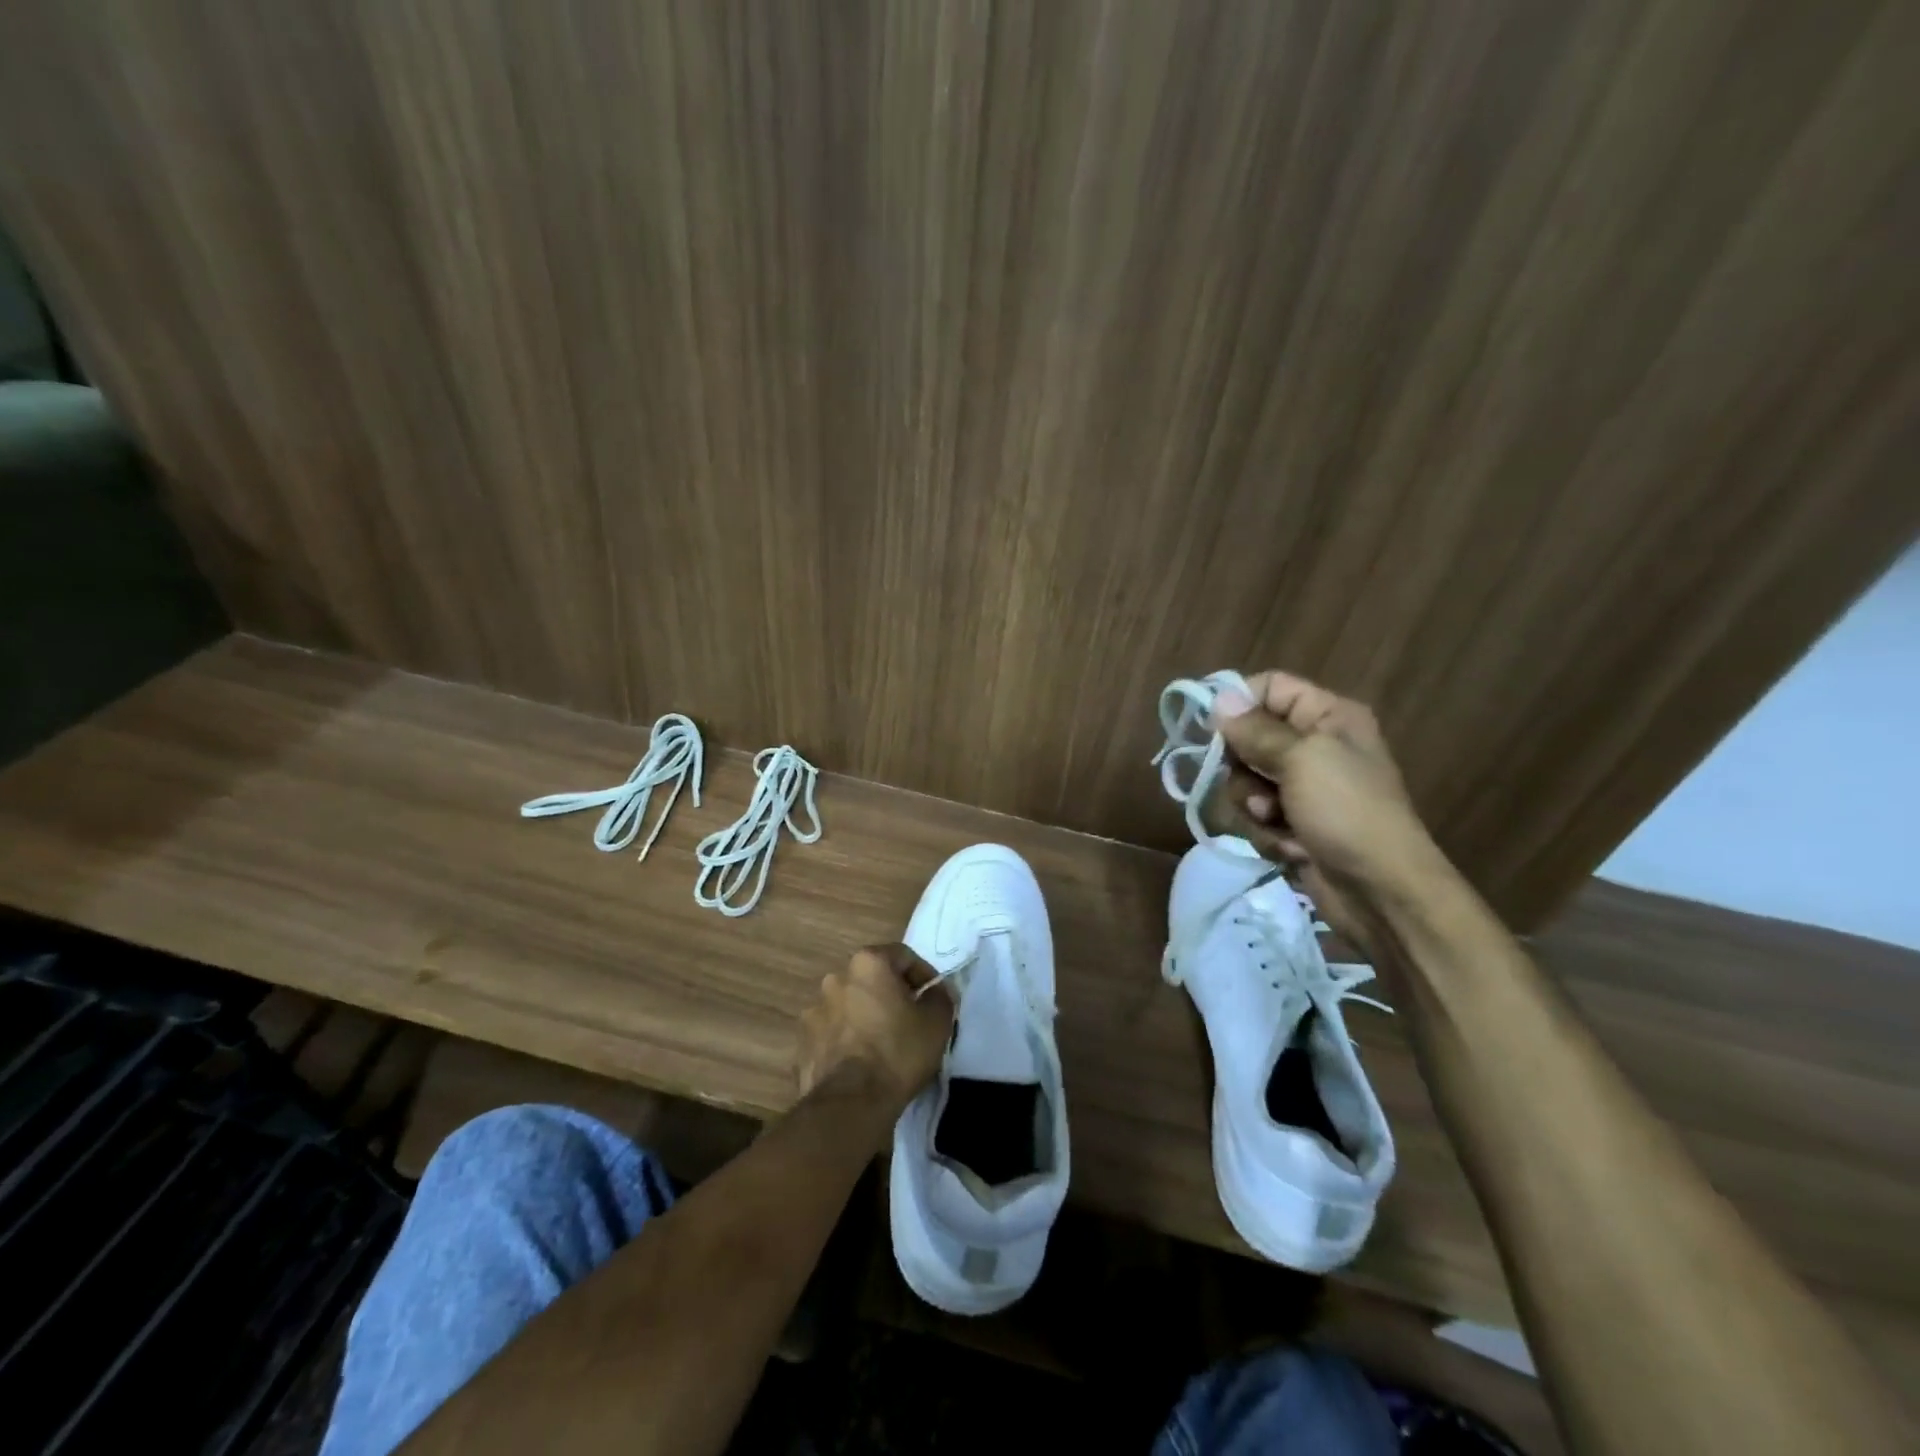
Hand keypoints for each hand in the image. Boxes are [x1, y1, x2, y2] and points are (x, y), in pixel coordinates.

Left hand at [797, 944, 953, 1110]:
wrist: (851, 1103)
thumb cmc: (899, 1052)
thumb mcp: (937, 1021)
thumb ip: (939, 996)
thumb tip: (934, 993)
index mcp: (867, 963)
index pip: (903, 956)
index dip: (924, 975)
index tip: (934, 998)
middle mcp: (836, 978)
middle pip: (872, 979)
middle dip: (891, 995)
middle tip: (910, 1020)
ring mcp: (814, 1010)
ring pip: (850, 1006)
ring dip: (866, 1017)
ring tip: (882, 1045)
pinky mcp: (803, 1042)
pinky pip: (832, 1033)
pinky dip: (846, 1040)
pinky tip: (860, 1062)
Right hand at [1200, 671, 1437, 938]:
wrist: (1380, 891)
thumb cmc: (1347, 811)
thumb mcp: (1302, 759)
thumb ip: (1255, 730)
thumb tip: (1218, 699)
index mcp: (1328, 716)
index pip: (1268, 688)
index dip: (1237, 704)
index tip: (1210, 728)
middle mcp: (1314, 745)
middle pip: (1248, 737)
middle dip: (1242, 767)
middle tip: (1256, 787)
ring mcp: (1303, 787)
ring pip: (1244, 780)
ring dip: (1252, 805)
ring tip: (1276, 822)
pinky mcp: (1292, 823)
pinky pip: (1254, 815)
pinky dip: (1265, 832)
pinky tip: (1289, 847)